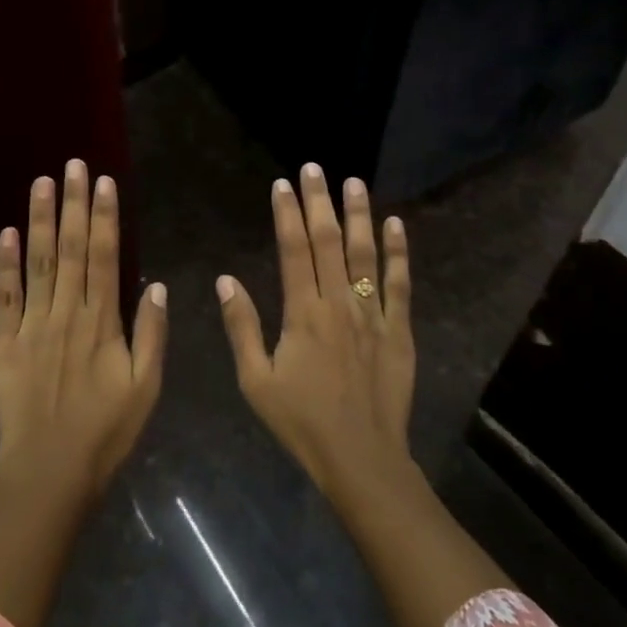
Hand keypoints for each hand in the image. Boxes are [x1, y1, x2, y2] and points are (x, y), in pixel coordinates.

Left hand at [0, 159, 166, 506]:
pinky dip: (4, 265)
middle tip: (72, 164)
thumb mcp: (146, 387)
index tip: (103, 182)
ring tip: (42, 182)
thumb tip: (155, 284)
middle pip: (69, 249)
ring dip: (39, 220)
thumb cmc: (106, 432)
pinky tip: (6, 233)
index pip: (103, 256)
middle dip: (72, 203)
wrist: (50, 473)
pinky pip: (4, 298)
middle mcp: (65, 314)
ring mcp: (31, 327)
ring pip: (37, 264)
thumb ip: (151, 334)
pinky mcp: (3, 346)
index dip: (103, 217)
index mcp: (101, 322)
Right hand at [216, 164, 414, 497]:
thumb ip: (242, 327)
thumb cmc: (301, 422)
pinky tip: (396, 225)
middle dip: (320, 201)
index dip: (287, 213)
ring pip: (365, 254)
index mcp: (302, 314)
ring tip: (355, 182)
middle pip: (329, 242)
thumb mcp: (256, 380)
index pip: (294, 250)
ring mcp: (372, 315)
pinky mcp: (398, 330)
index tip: (283, 184)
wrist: (361, 458)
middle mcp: (338, 304)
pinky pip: (400, 284)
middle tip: (315, 168)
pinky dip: (399, 253)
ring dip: (359, 215)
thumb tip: (226, 281)